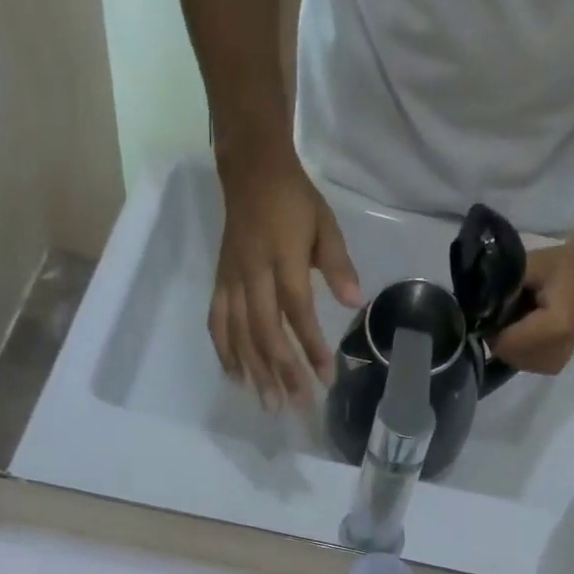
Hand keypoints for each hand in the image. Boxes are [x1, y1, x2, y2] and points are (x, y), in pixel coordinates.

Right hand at [212, 150, 361, 408]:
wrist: (249, 168)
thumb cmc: (294, 201)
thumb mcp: (325, 224)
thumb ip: (338, 265)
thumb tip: (355, 302)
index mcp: (283, 255)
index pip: (297, 309)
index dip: (311, 345)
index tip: (326, 378)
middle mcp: (253, 271)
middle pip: (265, 329)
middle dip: (281, 369)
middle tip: (295, 405)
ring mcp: (232, 278)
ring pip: (240, 332)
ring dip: (255, 371)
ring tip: (269, 403)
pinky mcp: (219, 282)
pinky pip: (218, 321)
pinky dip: (225, 352)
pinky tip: (237, 379)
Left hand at [489, 241, 573, 376]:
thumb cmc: (560, 265)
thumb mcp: (527, 268)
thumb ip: (501, 291)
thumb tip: (477, 312)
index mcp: (552, 330)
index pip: (504, 343)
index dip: (491, 328)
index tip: (491, 310)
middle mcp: (555, 354)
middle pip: (508, 355)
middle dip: (500, 336)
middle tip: (506, 312)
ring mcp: (556, 364)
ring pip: (514, 361)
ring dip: (509, 343)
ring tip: (521, 319)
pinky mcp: (555, 366)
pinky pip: (524, 363)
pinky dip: (519, 348)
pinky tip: (528, 330)